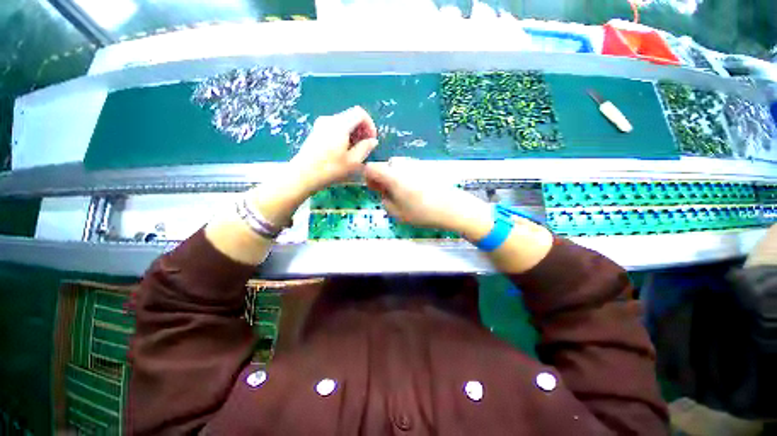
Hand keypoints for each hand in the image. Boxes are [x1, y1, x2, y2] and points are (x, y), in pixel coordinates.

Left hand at [291, 106, 378, 193]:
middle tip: (366, 147)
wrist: (303, 175)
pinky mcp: (316, 132)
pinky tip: (343, 151)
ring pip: (343, 123)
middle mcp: (330, 119)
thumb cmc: (331, 169)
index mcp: (340, 124)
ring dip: (353, 133)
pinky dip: (344, 135)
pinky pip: (335, 128)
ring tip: (356, 151)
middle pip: (351, 117)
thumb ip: (365, 148)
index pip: (360, 113)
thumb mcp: (353, 161)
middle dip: (362, 130)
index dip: (370, 125)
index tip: (372, 140)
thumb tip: (373, 141)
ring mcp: (321, 124)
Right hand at [364, 158, 492, 238]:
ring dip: (395, 177)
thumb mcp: (397, 213)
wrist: (452, 207)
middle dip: (383, 178)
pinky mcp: (426, 166)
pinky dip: (406, 176)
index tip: (375, 190)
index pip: (371, 168)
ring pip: (398, 167)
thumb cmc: (422, 212)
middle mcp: (402, 164)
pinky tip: (416, 190)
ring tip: (404, 193)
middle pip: (384, 166)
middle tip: (390, 193)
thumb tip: (384, 193)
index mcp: (391, 174)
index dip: (368, 178)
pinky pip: (409, 168)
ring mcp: (415, 163)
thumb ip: (384, 201)